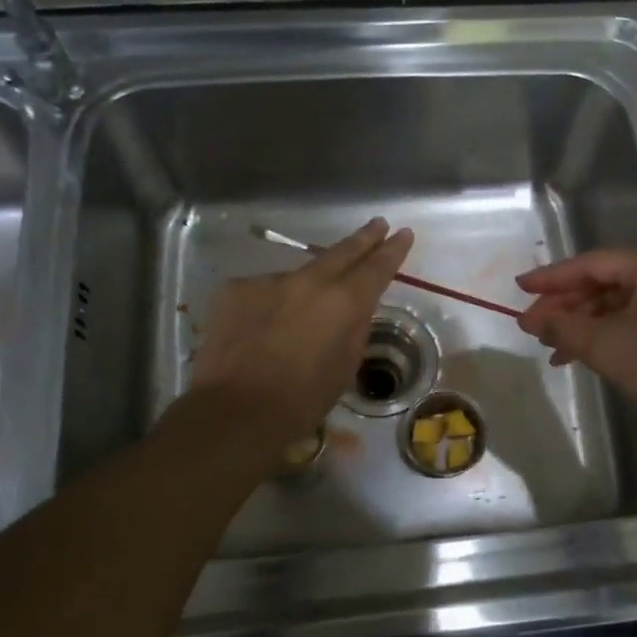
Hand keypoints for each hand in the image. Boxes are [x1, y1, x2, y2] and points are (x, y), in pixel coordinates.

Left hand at [191, 218, 413, 443]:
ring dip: (310, 285)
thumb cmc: (300, 401)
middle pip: (341, 252)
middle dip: (363, 238)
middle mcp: (308, 281)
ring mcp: (268, 281)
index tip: (403, 234)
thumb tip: (356, 308)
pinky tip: (266, 327)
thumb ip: (354, 329)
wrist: (233, 411)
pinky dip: (273, 303)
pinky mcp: (236, 289)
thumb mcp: (344, 368)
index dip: (392, 250)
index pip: (376, 268)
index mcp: (343, 302)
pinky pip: (265, 290)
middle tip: (378, 224)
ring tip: (306, 312)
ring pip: (299, 275)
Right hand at [516, 245, 636, 441]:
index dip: (551, 278)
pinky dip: (605, 332)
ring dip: (582, 323)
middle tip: (531, 325)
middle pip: (603, 281)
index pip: (591, 264)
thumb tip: (531, 319)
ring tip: (550, 346)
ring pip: (616, 302)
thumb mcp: (605, 346)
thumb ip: (563, 326)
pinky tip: (579, 354)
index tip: (519, 287)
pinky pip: (633, 317)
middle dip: (565, 305)